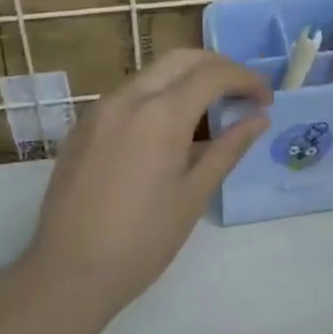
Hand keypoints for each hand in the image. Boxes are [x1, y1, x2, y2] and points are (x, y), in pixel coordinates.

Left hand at [23, 50, 270, 321]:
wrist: (67, 274)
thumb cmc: (142, 242)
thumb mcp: (193, 196)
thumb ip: (228, 149)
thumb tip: (258, 119)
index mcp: (160, 115)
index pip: (213, 75)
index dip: (246, 80)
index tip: (266, 99)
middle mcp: (128, 98)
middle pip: (182, 59)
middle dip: (218, 66)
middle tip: (242, 92)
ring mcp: (100, 109)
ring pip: (153, 72)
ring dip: (187, 78)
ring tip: (211, 109)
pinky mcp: (84, 126)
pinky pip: (129, 94)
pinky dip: (158, 95)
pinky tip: (169, 128)